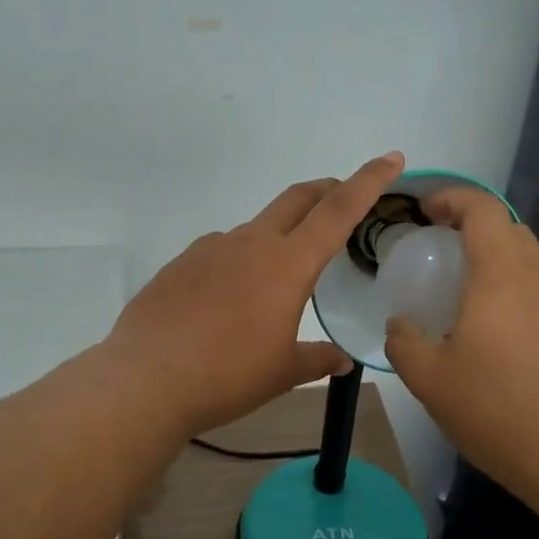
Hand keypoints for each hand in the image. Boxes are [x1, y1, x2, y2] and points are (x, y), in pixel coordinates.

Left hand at [106, 152, 405, 438]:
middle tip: (341, 197)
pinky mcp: (180, 263)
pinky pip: (219, 252)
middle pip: (297, 199)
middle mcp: (250, 243)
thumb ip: (317, 359)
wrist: (146, 379)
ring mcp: (210, 249)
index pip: (338, 210)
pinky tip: (226, 300)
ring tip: (275, 279)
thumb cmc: (228, 375)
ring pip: (255, 228)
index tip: (391, 158)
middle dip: (325, 190)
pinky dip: (237, 262)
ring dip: (276, 236)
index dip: (368, 181)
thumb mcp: (283, 372)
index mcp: (287, 264)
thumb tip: (342, 359)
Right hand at [384, 186, 538, 508]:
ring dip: (492, 257)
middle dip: (471, 224)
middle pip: (509, 228)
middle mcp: (536, 280)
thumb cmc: (496, 408)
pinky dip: (507, 287)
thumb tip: (401, 326)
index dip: (452, 198)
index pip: (483, 209)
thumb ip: (404, 341)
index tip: (423, 212)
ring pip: (526, 259)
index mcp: (501, 276)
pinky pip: (535, 290)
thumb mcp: (429, 378)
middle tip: (436, 247)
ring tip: (455, 289)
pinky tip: (485, 329)